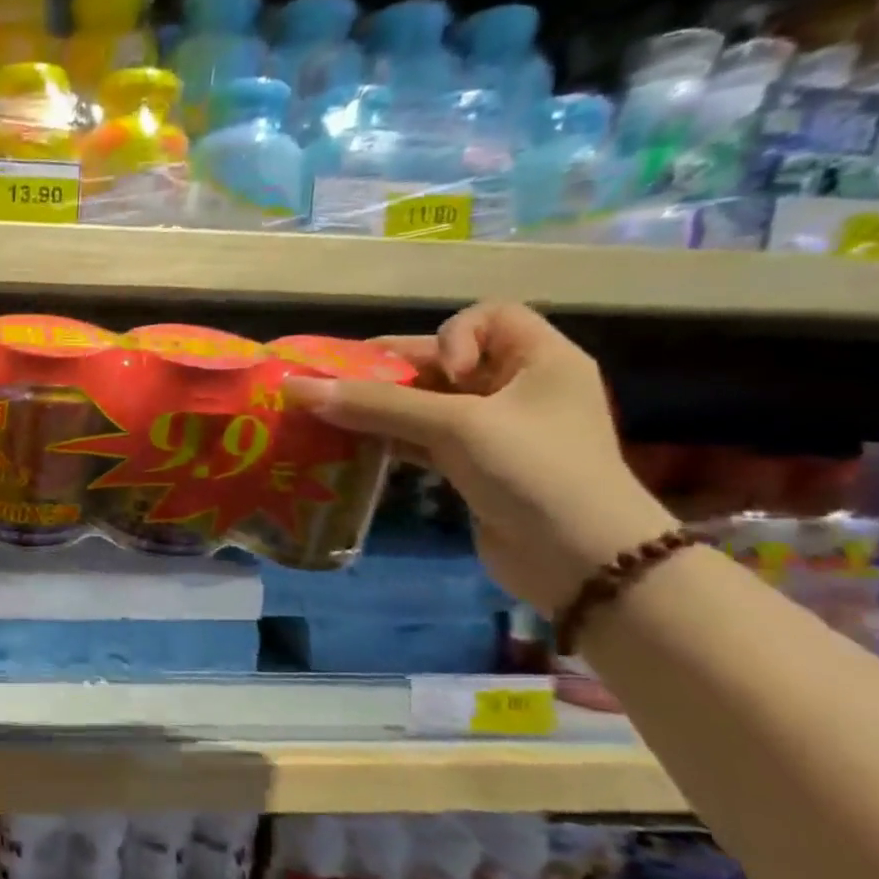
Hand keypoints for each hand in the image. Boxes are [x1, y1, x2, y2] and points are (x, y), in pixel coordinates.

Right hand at [284, 302, 675, 613]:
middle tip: (340, 385)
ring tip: (332, 415)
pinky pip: (422, 440)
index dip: (453, 335)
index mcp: (540, 360)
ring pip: (427, 404)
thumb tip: (296, 387)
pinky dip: (389, 440)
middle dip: (394, 372)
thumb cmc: (532, 470)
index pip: (490, 316)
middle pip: (445, 362)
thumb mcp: (455, 426)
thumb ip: (377, 404)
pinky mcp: (475, 467)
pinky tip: (353, 447)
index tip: (441, 372)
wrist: (582, 562)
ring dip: (382, 409)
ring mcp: (497, 431)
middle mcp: (520, 388)